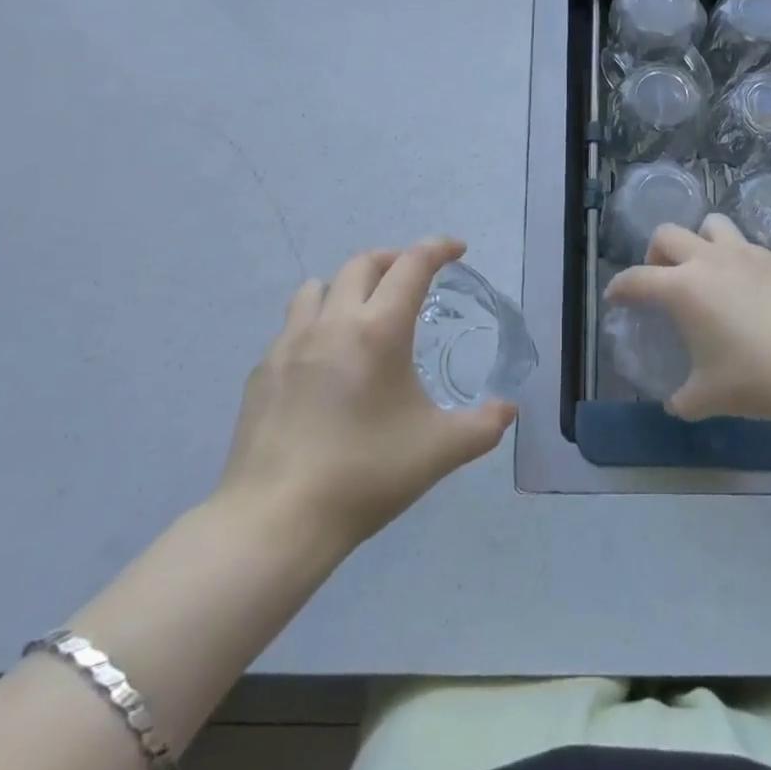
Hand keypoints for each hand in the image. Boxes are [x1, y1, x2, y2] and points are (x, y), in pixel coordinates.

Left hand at [214, 238, 515, 548]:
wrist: (275, 520)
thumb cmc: (365, 476)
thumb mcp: (440, 450)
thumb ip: (483, 425)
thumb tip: (509, 409)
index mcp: (379, 330)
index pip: (413, 265)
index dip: (439, 248)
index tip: (457, 250)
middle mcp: (333, 322)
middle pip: (363, 264)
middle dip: (394, 260)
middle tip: (413, 281)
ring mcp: (290, 344)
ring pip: (317, 288)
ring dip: (346, 287)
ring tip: (362, 313)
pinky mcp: (262, 371)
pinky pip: (291, 328)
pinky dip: (314, 327)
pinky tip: (323, 366)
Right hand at [605, 215, 770, 421]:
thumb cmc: (753, 379)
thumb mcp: (706, 397)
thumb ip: (682, 398)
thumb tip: (675, 403)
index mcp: (683, 288)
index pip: (636, 279)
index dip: (620, 287)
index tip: (615, 296)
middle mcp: (708, 260)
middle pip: (667, 234)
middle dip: (656, 254)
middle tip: (662, 279)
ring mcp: (745, 254)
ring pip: (710, 225)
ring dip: (699, 242)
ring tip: (706, 270)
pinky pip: (745, 246)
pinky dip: (736, 259)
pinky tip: (746, 288)